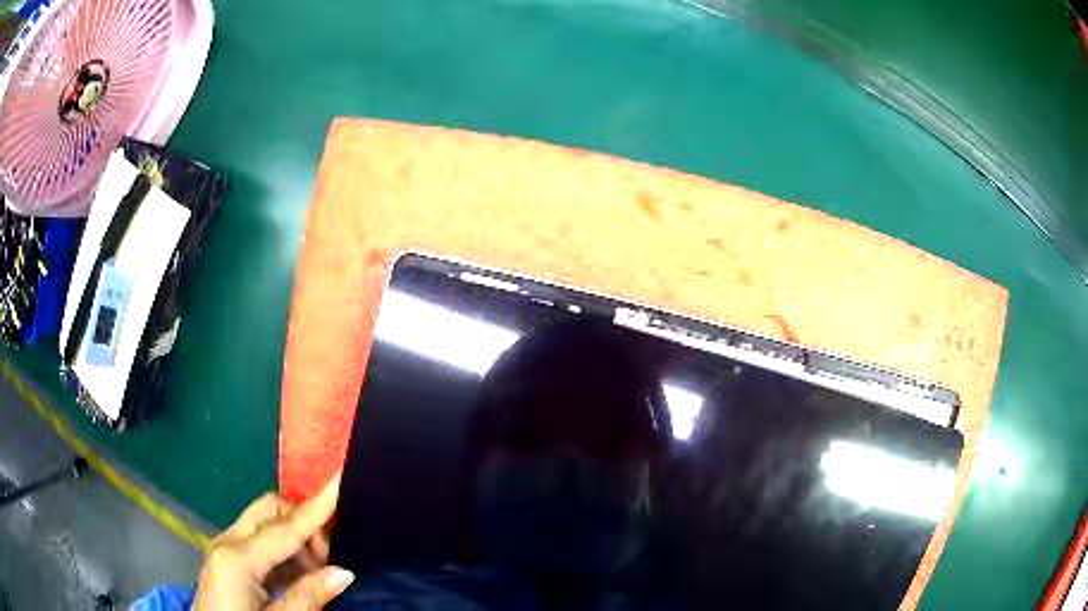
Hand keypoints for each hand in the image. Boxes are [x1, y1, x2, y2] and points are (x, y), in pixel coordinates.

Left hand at [193, 474, 353, 609]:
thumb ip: (308, 597)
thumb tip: (345, 572)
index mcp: (238, 558)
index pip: (286, 527)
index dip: (317, 505)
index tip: (340, 478)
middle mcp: (228, 543)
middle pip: (270, 510)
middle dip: (303, 523)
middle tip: (328, 558)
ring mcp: (224, 549)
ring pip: (265, 523)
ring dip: (295, 538)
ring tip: (316, 572)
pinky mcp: (226, 559)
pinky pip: (258, 541)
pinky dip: (283, 550)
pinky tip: (298, 575)